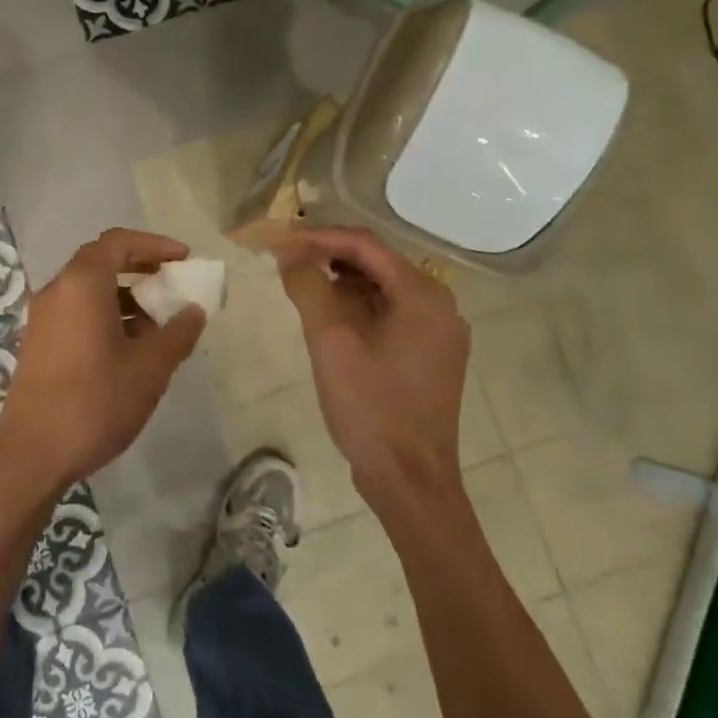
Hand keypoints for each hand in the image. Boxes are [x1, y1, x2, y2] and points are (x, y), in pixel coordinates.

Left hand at [0, 229, 206, 502]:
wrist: (32, 456)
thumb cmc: (95, 403)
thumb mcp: (149, 368)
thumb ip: (177, 333)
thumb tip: (194, 310)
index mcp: (81, 285)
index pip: (119, 242)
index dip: (154, 245)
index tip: (183, 259)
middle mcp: (57, 291)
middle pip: (101, 261)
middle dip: (141, 269)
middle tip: (172, 285)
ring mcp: (42, 318)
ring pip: (89, 290)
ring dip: (125, 297)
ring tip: (156, 328)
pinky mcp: (38, 343)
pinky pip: (76, 312)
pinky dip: (105, 316)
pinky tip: (128, 350)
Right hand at [274, 227, 470, 512]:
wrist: (410, 481)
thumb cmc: (371, 407)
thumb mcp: (331, 341)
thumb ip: (308, 286)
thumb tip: (288, 252)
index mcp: (423, 294)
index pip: (365, 245)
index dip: (318, 236)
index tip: (279, 240)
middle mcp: (439, 304)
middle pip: (376, 263)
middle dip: (328, 256)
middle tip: (285, 259)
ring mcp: (438, 332)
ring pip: (382, 289)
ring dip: (341, 282)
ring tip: (299, 284)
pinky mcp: (430, 355)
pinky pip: (390, 314)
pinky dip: (357, 307)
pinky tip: (328, 316)